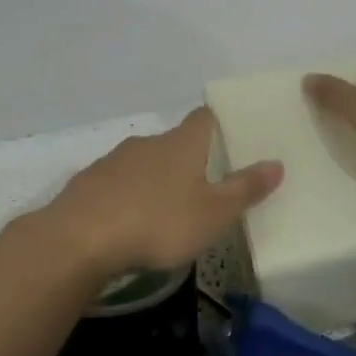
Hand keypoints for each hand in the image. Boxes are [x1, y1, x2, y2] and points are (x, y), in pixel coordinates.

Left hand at [41, 108, 282, 279]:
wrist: (78, 239)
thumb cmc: (157, 223)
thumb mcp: (213, 214)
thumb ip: (245, 189)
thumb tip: (277, 162)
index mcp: (181, 144)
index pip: (205, 117)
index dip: (219, 122)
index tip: (231, 134)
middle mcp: (147, 142)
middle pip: (174, 141)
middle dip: (189, 158)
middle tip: (206, 184)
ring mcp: (113, 160)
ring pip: (143, 162)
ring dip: (156, 179)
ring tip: (167, 208)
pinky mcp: (88, 183)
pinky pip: (116, 183)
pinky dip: (127, 195)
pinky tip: (128, 221)